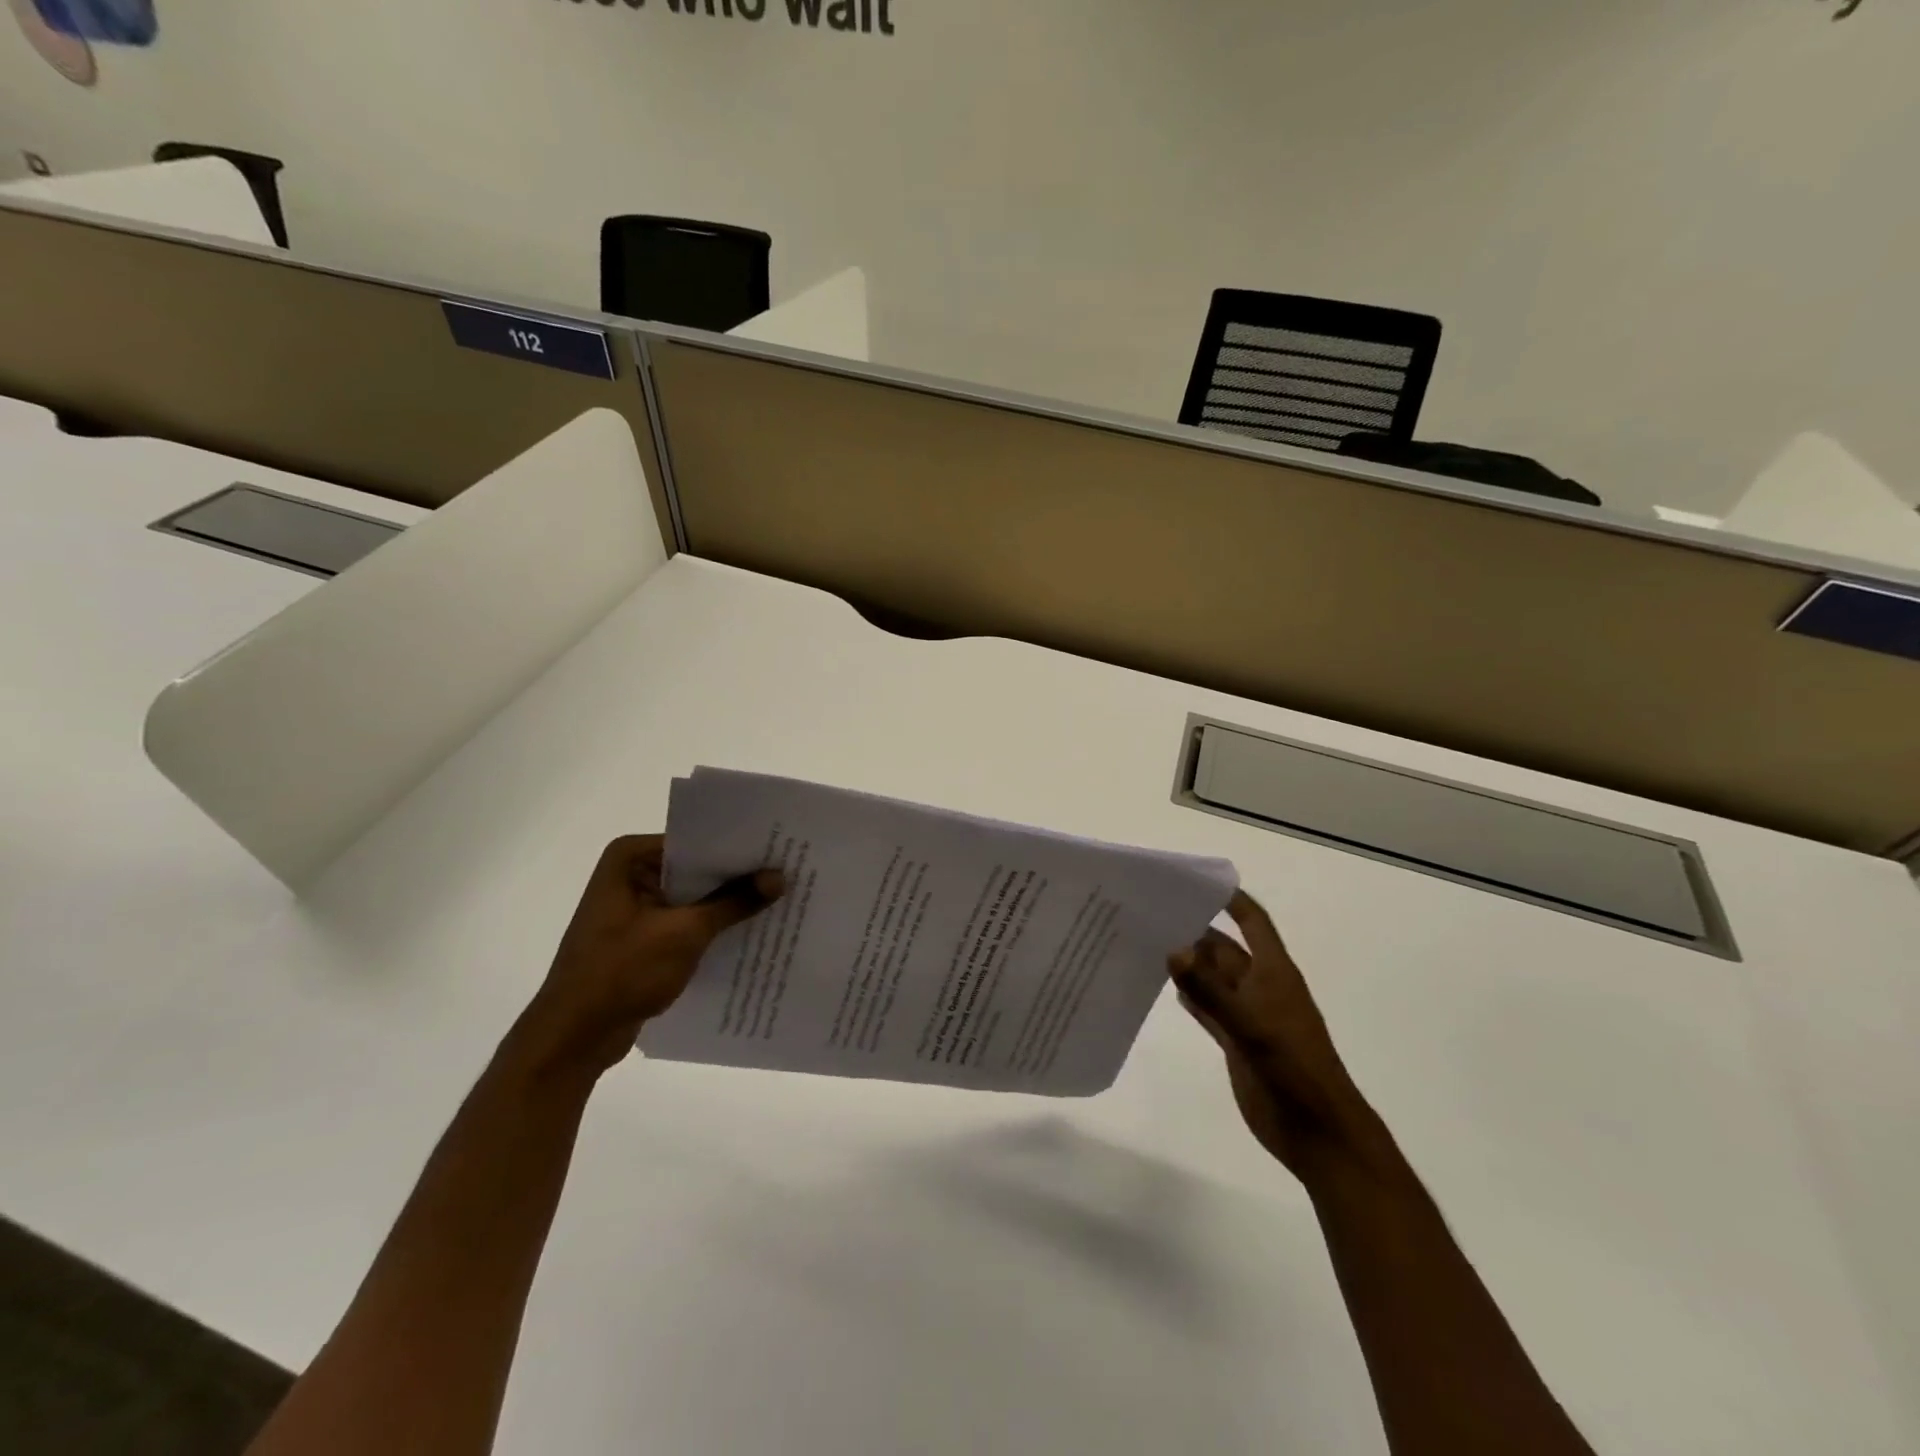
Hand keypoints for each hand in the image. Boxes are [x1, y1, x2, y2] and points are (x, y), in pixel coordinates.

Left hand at [524, 835, 782, 1075]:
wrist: (573, 1038)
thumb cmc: (621, 972)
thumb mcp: (685, 933)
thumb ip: (734, 902)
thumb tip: (779, 876)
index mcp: (630, 859)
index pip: (696, 841)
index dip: (738, 847)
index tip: (779, 848)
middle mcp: (630, 875)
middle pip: (696, 868)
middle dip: (737, 876)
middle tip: (788, 872)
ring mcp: (633, 908)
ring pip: (692, 898)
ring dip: (727, 905)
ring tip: (780, 900)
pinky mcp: (640, 939)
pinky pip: (684, 923)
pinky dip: (711, 928)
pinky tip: (750, 932)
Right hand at [1171, 890, 1385, 1183]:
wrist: (1318, 1133)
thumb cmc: (1294, 1070)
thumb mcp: (1251, 1026)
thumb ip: (1210, 991)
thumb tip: (1173, 949)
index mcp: (1274, 973)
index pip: (1254, 923)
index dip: (1232, 900)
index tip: (1196, 882)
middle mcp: (1260, 987)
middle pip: (1225, 948)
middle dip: (1195, 931)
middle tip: (1151, 913)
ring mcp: (1247, 1014)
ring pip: (1213, 978)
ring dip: (1188, 963)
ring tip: (1147, 942)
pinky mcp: (1236, 1040)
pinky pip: (1208, 1008)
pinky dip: (1189, 995)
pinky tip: (1164, 986)